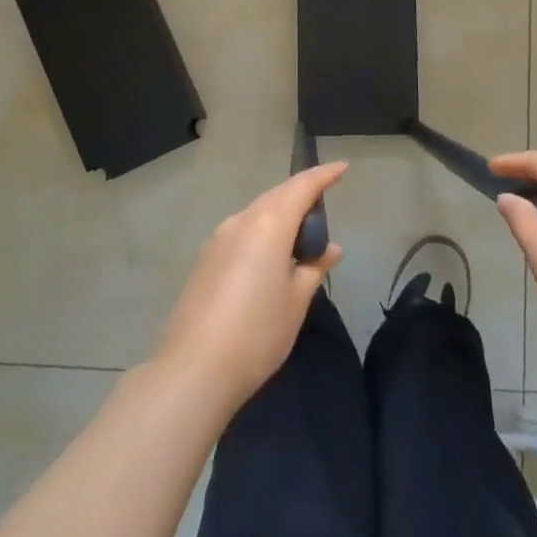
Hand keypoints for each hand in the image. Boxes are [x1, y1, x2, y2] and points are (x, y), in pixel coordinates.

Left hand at [156, 162, 345, 415]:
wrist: (194, 369)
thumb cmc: (258, 333)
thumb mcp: (296, 301)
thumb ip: (314, 268)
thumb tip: (330, 248)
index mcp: (268, 224)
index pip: (302, 187)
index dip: (323, 175)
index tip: (342, 168)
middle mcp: (241, 221)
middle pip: (277, 196)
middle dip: (301, 194)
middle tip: (323, 204)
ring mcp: (218, 239)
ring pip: (256, 213)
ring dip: (279, 215)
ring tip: (299, 236)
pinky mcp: (204, 259)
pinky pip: (241, 232)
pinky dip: (261, 233)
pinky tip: (269, 258)